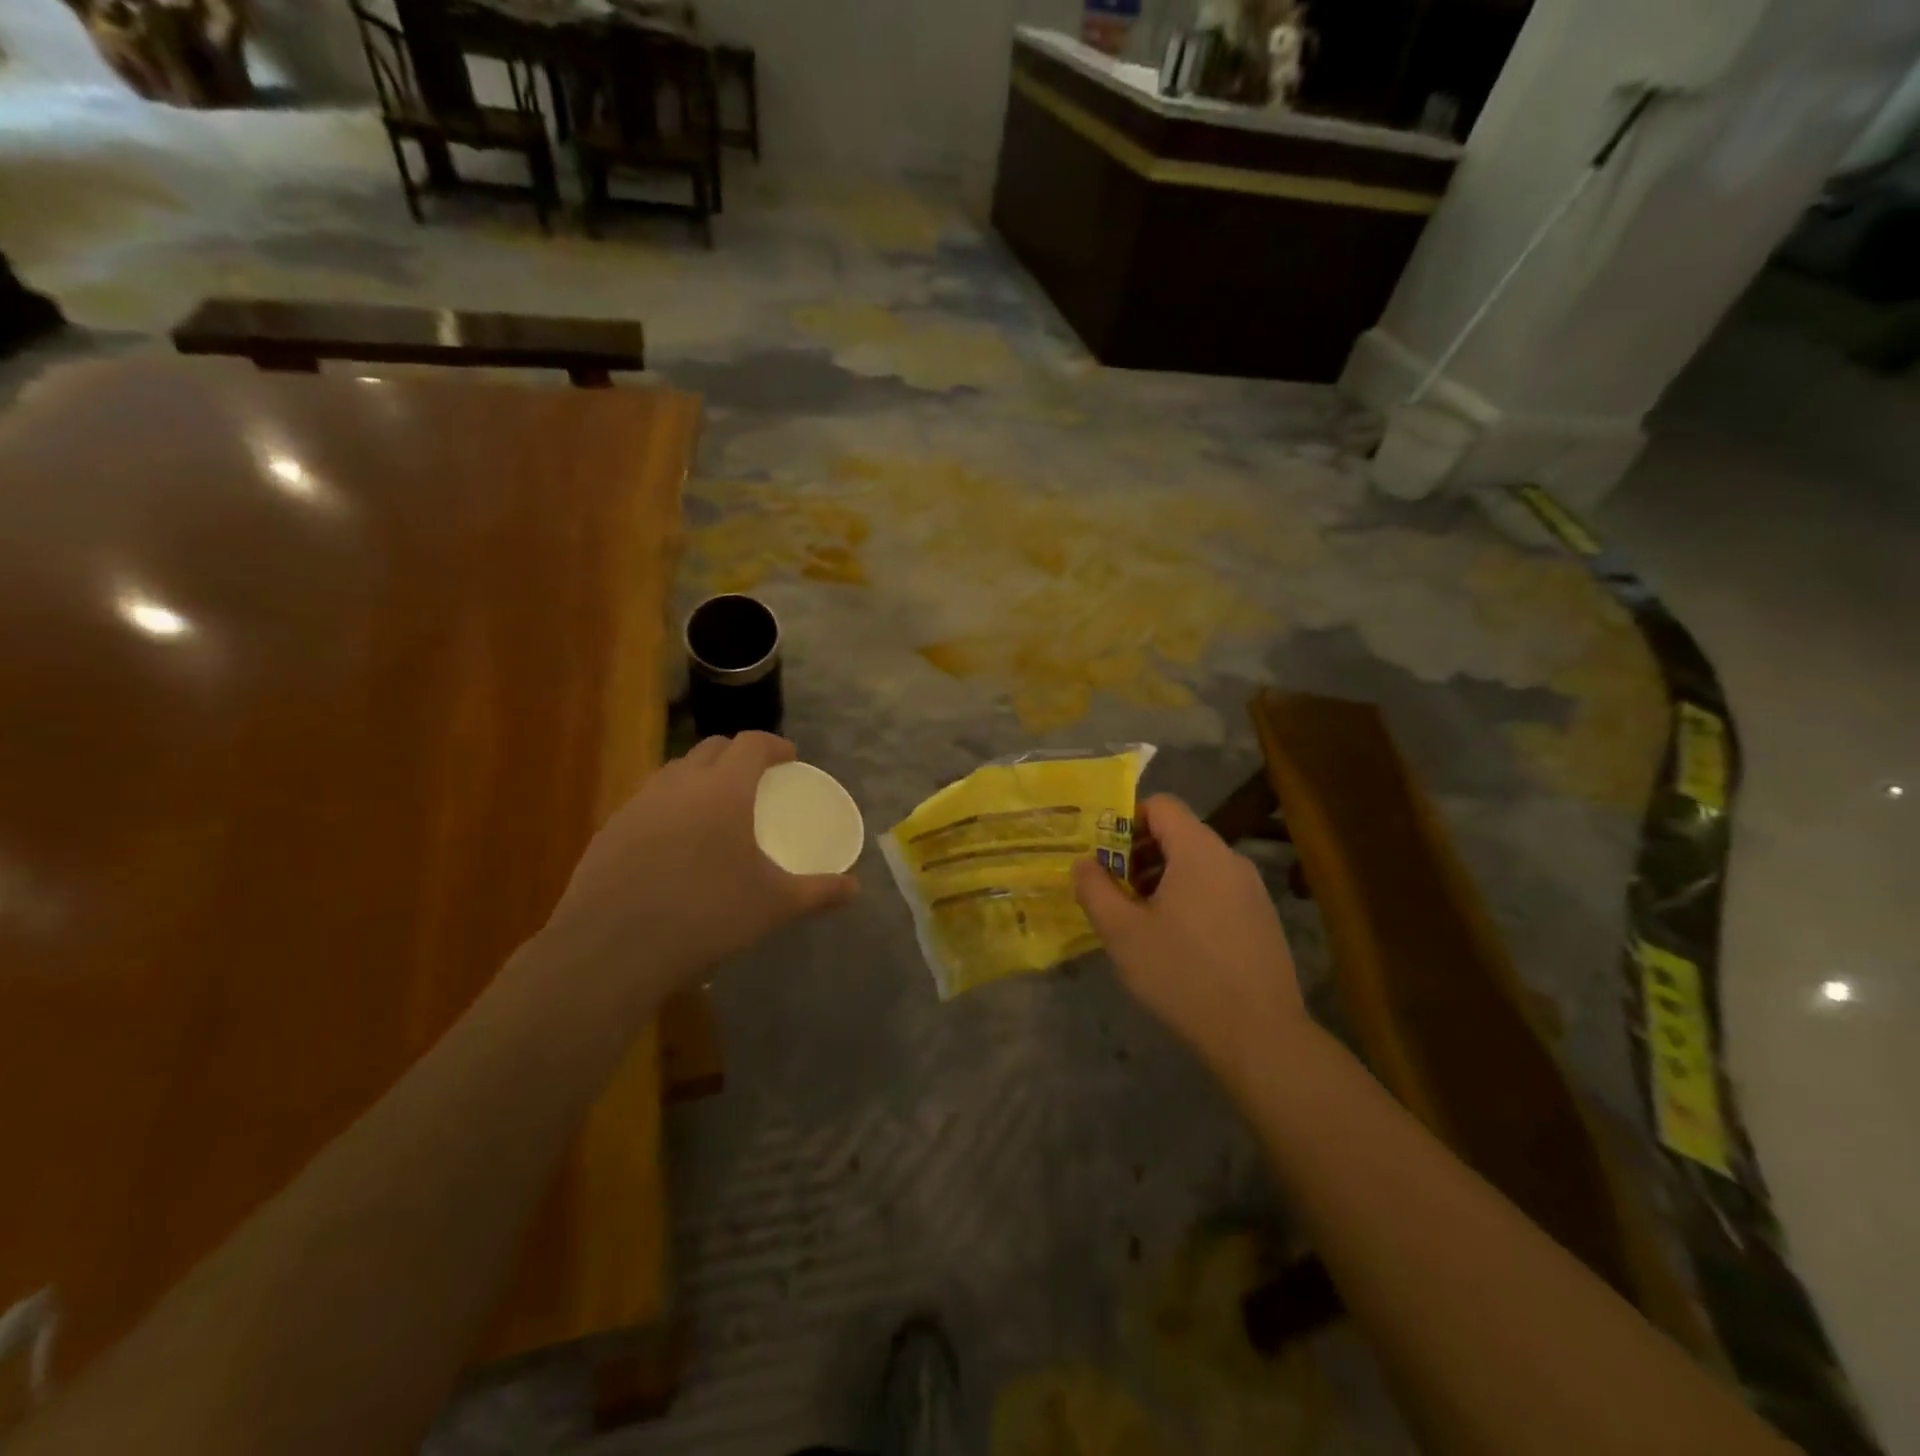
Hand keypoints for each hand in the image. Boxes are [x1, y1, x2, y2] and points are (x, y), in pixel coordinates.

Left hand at [545, 732, 856, 998]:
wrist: (613, 948)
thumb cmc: (706, 914)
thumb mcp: (773, 905)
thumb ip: (818, 892)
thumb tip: (854, 890)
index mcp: (724, 789)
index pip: (751, 743)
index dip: (774, 744)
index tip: (789, 757)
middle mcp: (680, 784)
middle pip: (711, 748)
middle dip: (737, 754)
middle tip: (755, 778)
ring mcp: (639, 804)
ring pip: (675, 771)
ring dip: (700, 776)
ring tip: (715, 808)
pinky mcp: (610, 829)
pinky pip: (648, 801)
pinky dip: (670, 806)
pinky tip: (675, 844)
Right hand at [1072, 794, 1306, 1083]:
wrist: (1258, 1035)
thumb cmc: (1182, 974)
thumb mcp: (1122, 932)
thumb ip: (1095, 889)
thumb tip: (1085, 862)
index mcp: (1199, 851)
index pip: (1161, 805)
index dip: (1126, 820)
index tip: (1105, 856)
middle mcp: (1230, 859)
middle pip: (1178, 833)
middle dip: (1139, 854)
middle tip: (1115, 891)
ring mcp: (1251, 889)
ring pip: (1197, 863)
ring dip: (1162, 877)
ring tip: (1140, 919)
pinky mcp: (1261, 918)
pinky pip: (1216, 888)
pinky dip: (1189, 897)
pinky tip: (1176, 942)